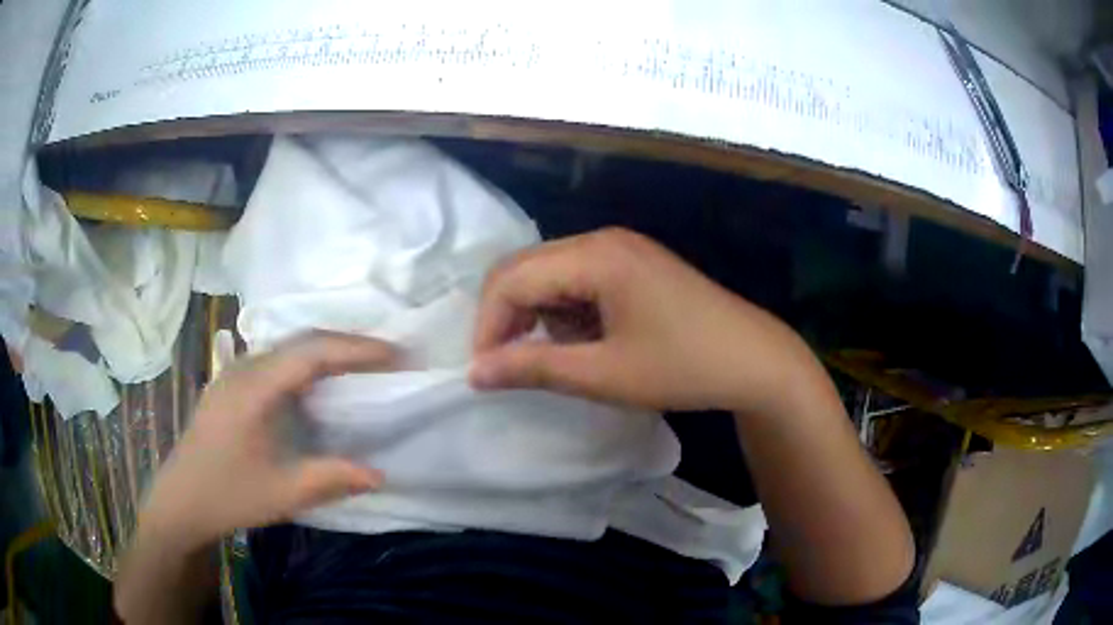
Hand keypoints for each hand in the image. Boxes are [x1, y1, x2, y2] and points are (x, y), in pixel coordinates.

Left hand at [139, 332, 395, 552]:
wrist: (180, 500)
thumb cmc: (228, 495)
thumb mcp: (283, 492)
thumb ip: (332, 478)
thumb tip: (380, 473)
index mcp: (254, 387)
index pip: (312, 351)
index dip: (356, 349)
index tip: (396, 354)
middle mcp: (243, 368)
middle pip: (301, 340)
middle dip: (347, 344)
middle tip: (387, 357)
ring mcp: (234, 373)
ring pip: (287, 348)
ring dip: (326, 351)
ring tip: (360, 367)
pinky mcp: (231, 385)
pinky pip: (275, 361)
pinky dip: (306, 364)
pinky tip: (317, 385)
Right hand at [470, 228, 820, 412]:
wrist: (755, 359)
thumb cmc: (683, 367)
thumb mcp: (604, 374)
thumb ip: (533, 369)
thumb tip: (474, 373)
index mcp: (595, 256)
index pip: (511, 279)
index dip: (488, 326)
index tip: (485, 373)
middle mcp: (602, 239)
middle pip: (526, 269)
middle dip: (507, 318)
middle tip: (509, 368)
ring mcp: (621, 249)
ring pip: (550, 274)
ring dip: (537, 315)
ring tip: (555, 358)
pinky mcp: (633, 265)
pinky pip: (578, 280)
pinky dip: (566, 311)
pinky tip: (585, 341)